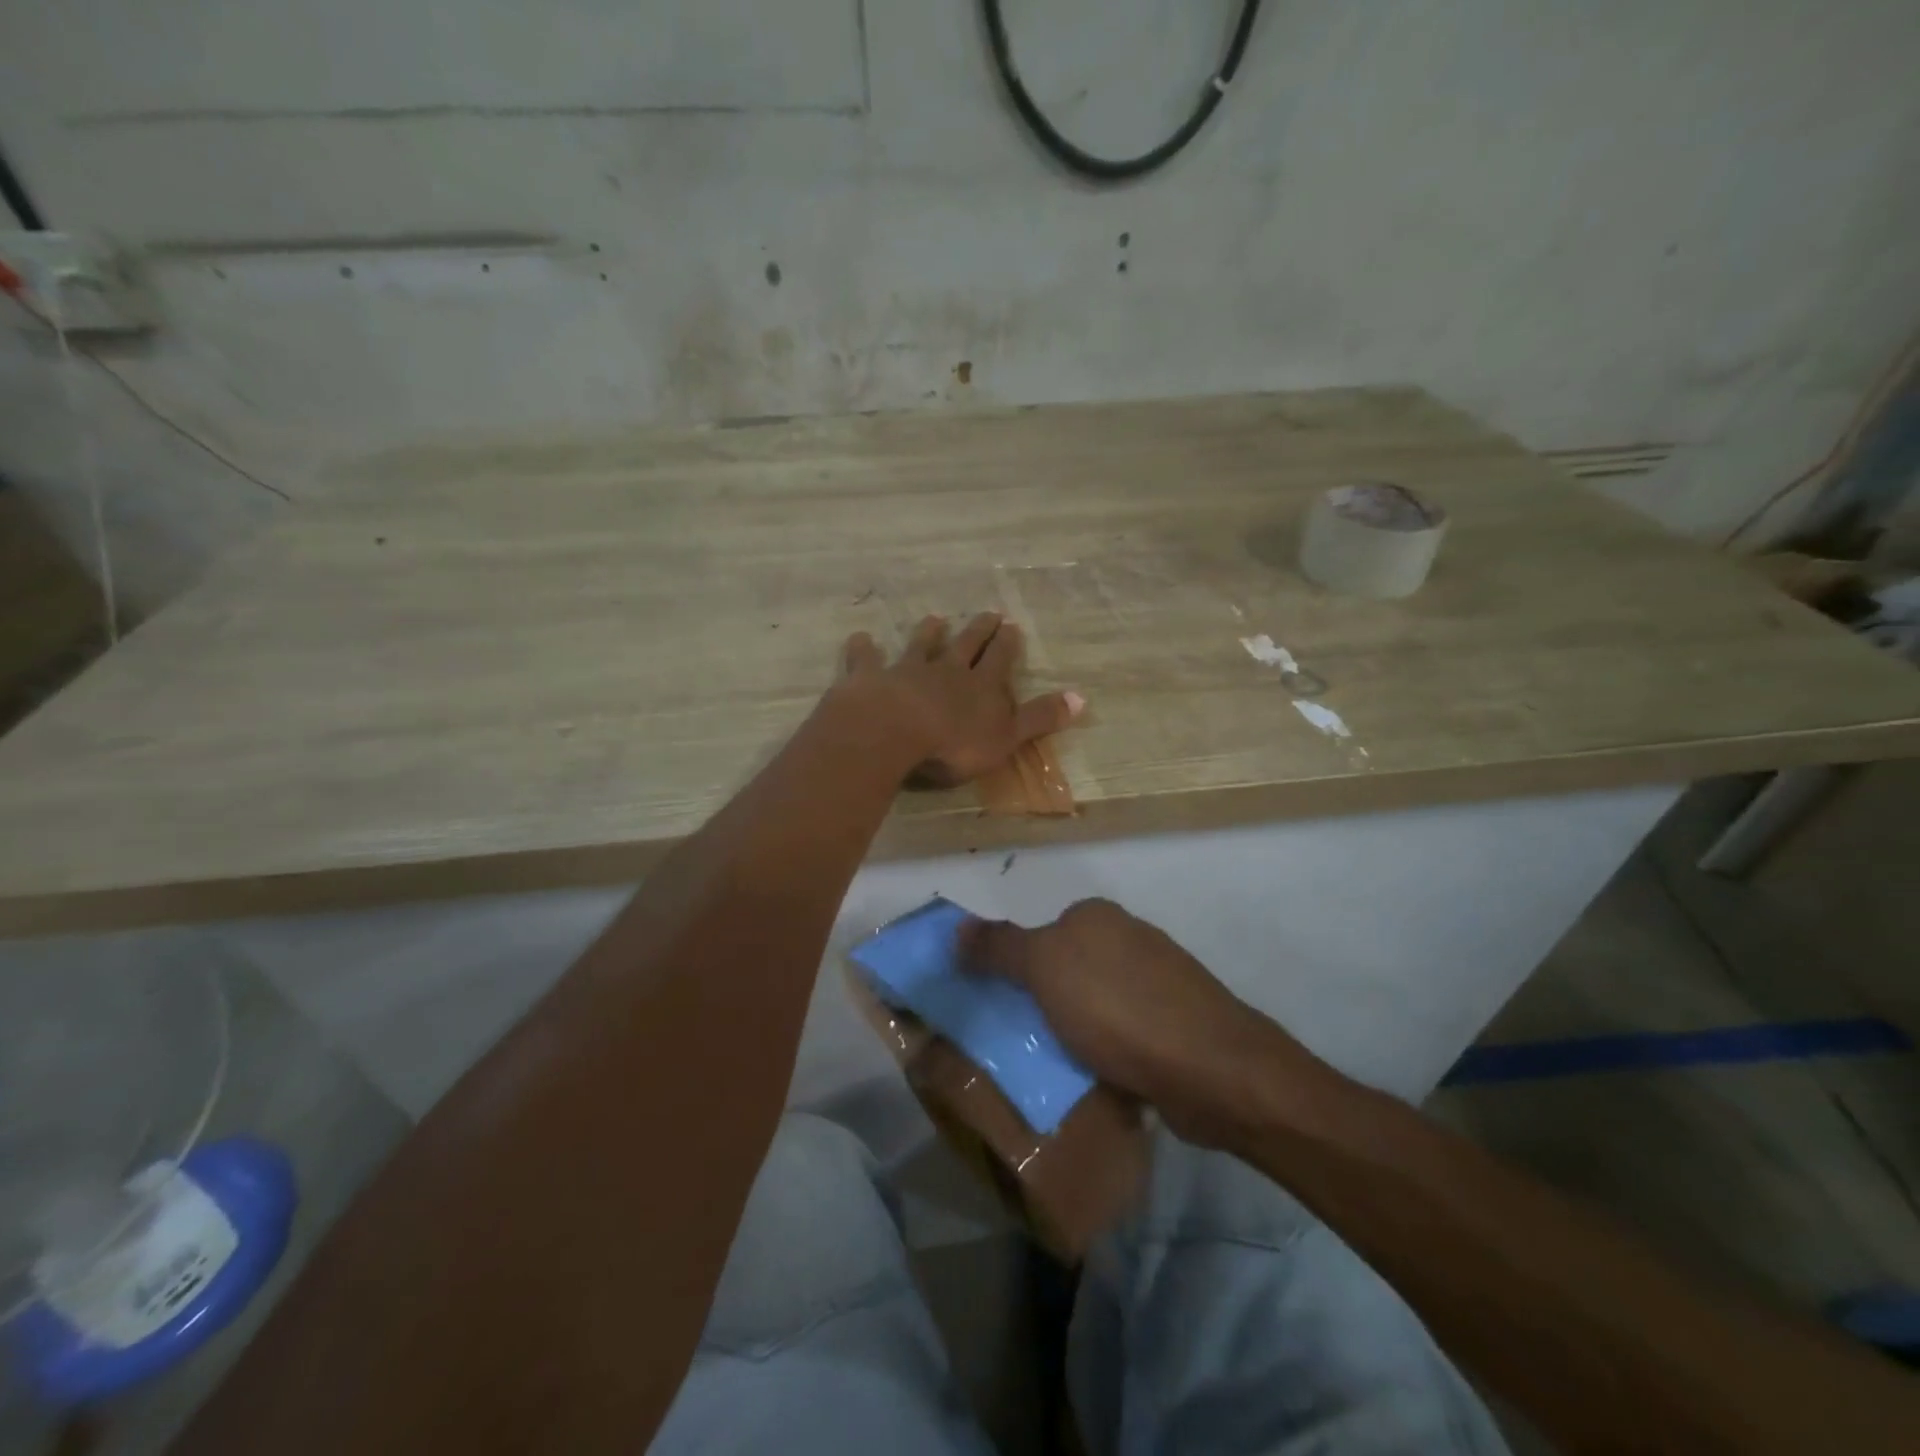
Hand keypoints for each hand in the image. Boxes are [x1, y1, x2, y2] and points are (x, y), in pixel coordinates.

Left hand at [837, 612, 1083, 786]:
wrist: (893, 732)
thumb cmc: (953, 743)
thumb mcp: (1006, 737)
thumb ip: (1040, 719)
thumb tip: (1082, 698)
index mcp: (980, 687)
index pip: (999, 660)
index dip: (1006, 644)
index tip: (1012, 626)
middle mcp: (946, 671)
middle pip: (965, 645)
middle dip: (978, 631)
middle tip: (988, 613)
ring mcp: (906, 671)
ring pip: (920, 645)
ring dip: (928, 633)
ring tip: (935, 618)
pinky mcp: (870, 679)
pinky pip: (866, 660)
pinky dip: (864, 649)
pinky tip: (860, 638)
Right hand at [961, 899, 1319, 1147]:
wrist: (1212, 1067)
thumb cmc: (1118, 1009)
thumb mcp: (1043, 970)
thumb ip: (998, 946)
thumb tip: (956, 926)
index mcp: (1096, 917)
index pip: (1039, 937)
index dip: (1015, 973)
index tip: (1004, 1012)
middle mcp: (1129, 938)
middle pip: (1066, 971)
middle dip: (1043, 1006)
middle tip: (1023, 1044)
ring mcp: (1159, 980)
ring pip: (1095, 1005)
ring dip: (1075, 1034)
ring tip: (1059, 1069)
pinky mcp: (1178, 1023)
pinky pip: (1124, 1035)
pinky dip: (1108, 1054)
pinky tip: (1102, 1079)